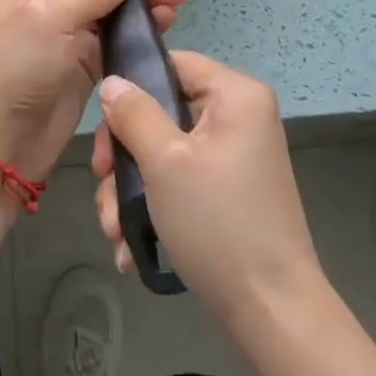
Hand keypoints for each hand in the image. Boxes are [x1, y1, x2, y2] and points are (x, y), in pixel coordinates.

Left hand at [0, 0, 189, 185]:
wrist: (6, 143)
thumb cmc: (18, 69)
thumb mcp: (52, 21)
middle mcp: (45, 0)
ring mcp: (66, 31)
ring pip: (111, 6)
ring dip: (143, 0)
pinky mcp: (84, 59)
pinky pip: (115, 34)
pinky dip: (139, 27)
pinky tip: (166, 20)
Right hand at [92, 51, 323, 319]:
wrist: (272, 312)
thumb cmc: (218, 223)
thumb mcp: (164, 162)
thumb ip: (134, 114)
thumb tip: (112, 82)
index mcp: (236, 95)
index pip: (173, 63)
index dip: (133, 87)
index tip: (104, 128)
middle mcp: (241, 117)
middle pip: (164, 111)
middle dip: (125, 155)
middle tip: (102, 185)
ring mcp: (237, 156)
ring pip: (167, 151)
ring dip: (132, 188)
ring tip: (114, 230)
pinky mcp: (231, 191)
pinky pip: (183, 179)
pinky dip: (156, 205)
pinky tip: (131, 244)